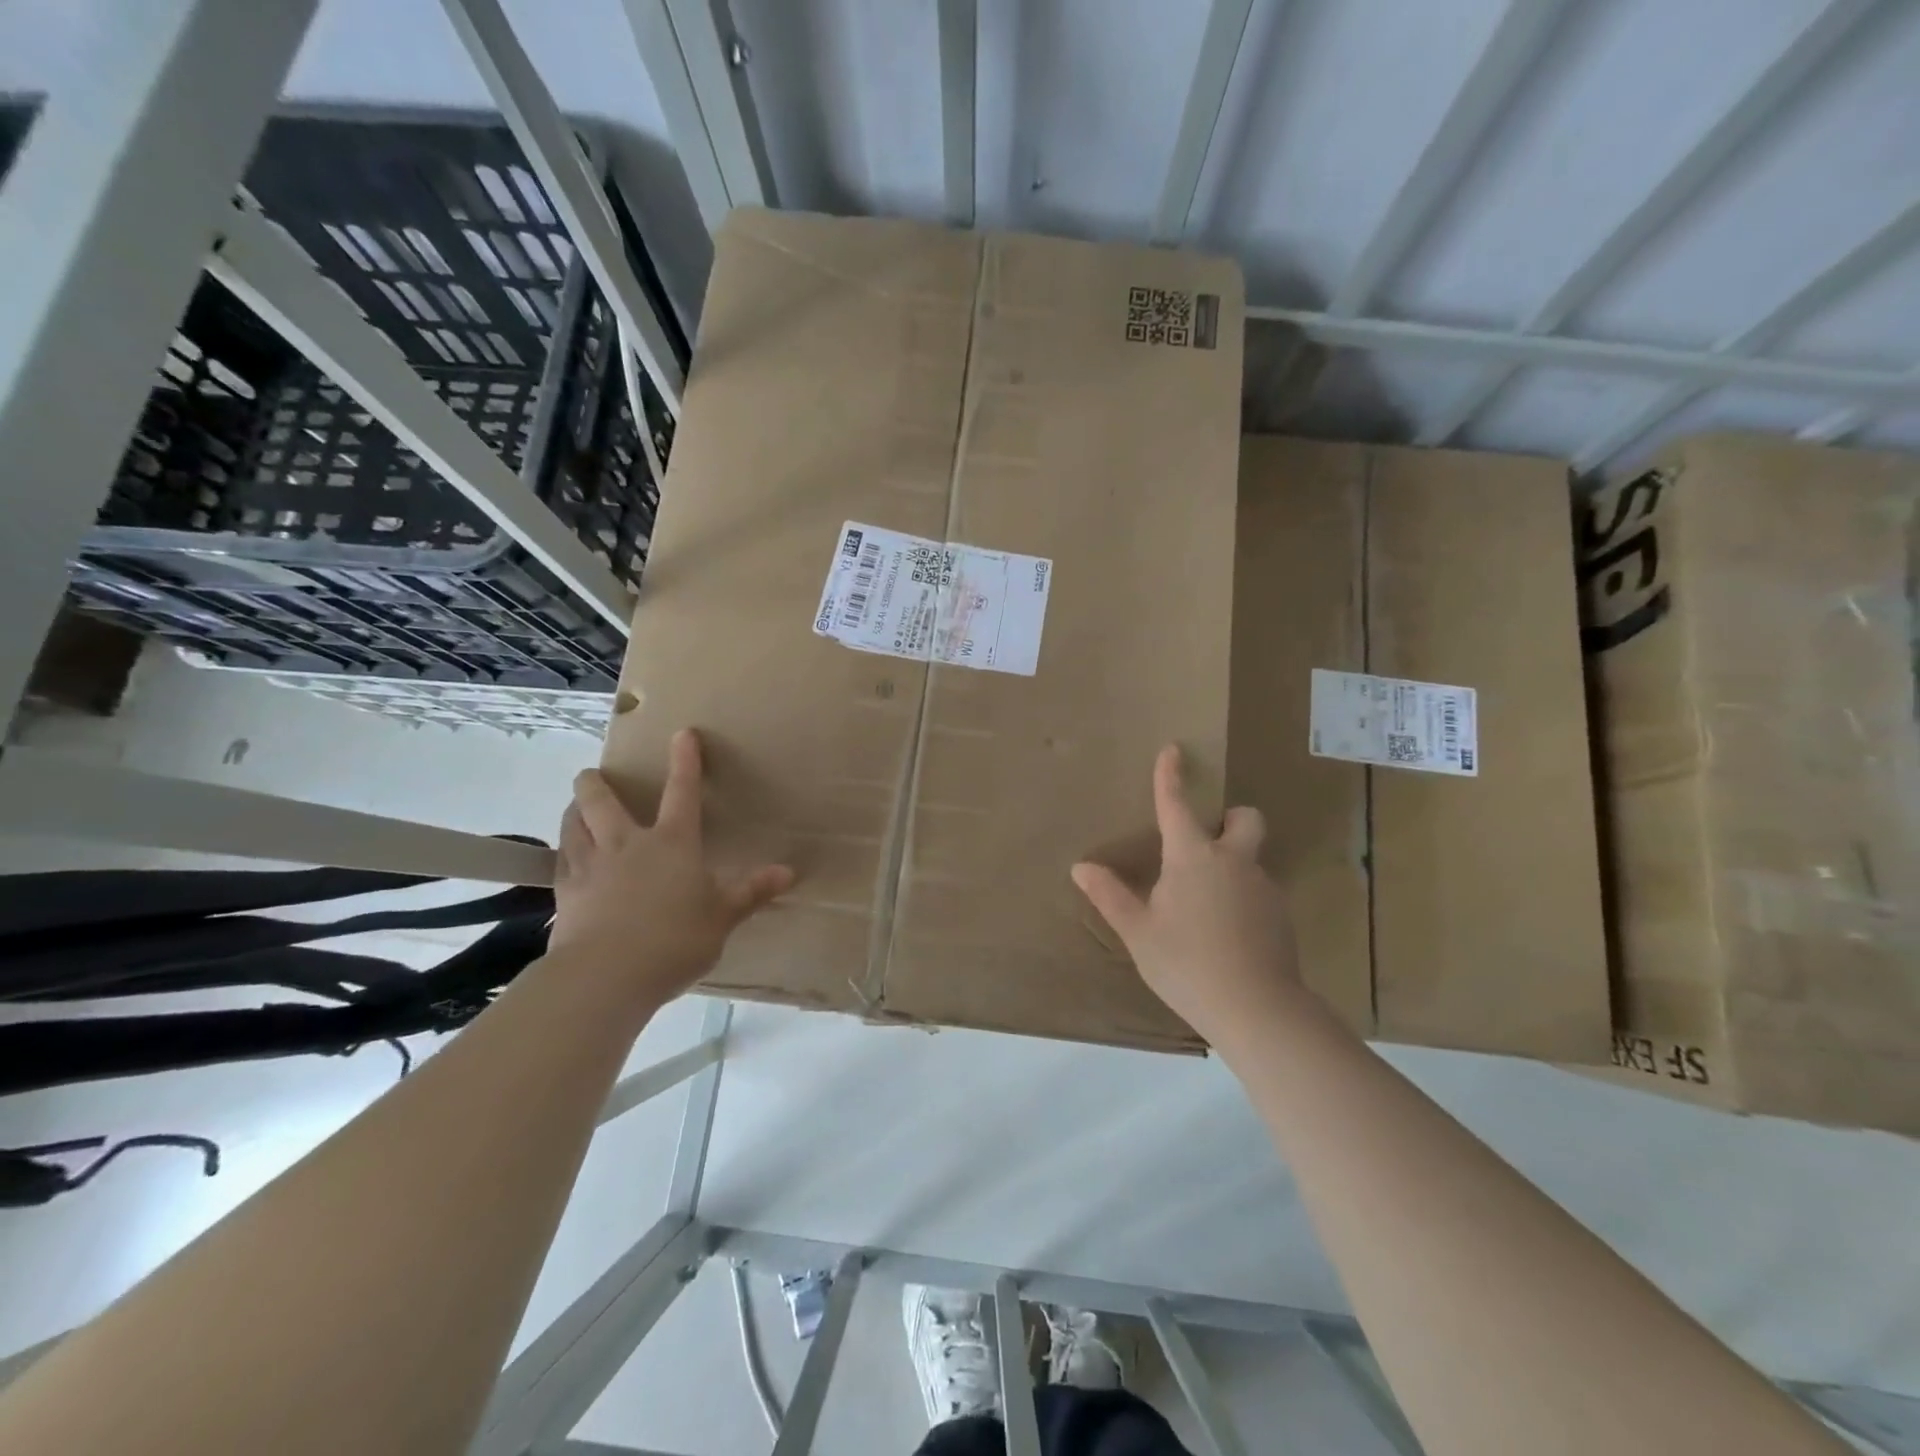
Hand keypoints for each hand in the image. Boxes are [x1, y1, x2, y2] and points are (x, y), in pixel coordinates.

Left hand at [552, 728, 793, 1004]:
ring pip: (574, 825)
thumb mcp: (722, 918)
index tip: (682, 734)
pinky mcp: (565, 894)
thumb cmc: (675, 940)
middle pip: (603, 801)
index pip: (682, 792)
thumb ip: (751, 892)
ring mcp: (591, 866)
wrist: (607, 975)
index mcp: (672, 843)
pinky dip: (562, 851)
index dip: (685, 761)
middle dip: (597, 783)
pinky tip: (563, 855)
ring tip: (575, 808)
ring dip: (574, 811)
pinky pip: (560, 861)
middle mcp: (627, 844)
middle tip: (592, 775)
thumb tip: (789, 872)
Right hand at [1071, 745, 1301, 1048]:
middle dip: (1230, 818)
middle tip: (1208, 843)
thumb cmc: (1186, 963)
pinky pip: (1259, 893)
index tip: (1174, 750)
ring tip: (1205, 909)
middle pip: (1245, 818)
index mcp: (1192, 857)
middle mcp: (1233, 862)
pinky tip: (1226, 936)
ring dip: (1232, 867)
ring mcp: (1263, 888)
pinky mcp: (1281, 916)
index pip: (1177, 805)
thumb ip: (1110, 896)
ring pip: (1251, 860)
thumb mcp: (1139, 932)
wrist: (1257, 1009)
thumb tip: (1081, 867)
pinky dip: (1242, 900)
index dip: (1171, 776)